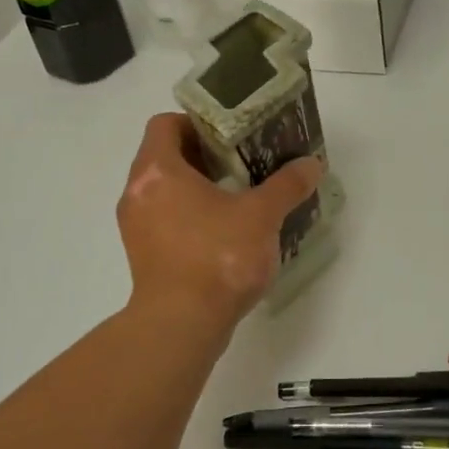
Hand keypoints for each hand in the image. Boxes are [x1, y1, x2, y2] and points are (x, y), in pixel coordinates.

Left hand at [116, 113, 323, 339]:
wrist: (181, 326)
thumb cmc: (217, 258)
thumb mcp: (261, 216)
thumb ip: (287, 185)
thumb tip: (312, 164)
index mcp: (157, 170)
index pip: (166, 124)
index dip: (197, 122)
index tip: (230, 134)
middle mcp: (137, 192)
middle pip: (165, 156)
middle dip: (204, 155)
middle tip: (242, 161)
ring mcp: (136, 226)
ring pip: (164, 190)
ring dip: (197, 187)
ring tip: (238, 195)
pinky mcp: (142, 255)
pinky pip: (164, 219)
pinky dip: (189, 215)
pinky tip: (224, 231)